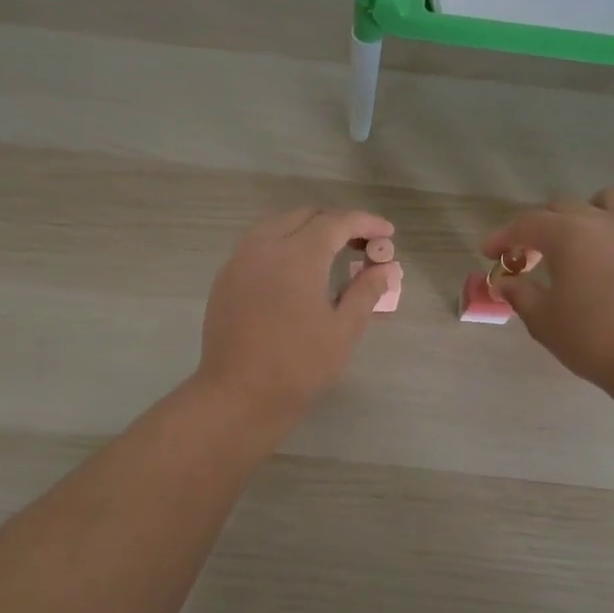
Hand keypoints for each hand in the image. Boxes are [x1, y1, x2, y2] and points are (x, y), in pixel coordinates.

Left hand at [195, 207, 398, 421]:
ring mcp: (240, 261)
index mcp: (298, 254)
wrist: (238, 395)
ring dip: (308, 231)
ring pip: (278, 226)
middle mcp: (265, 246)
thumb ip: (366, 291)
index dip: (366, 223)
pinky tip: (296, 273)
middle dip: (337, 223)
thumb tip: (385, 268)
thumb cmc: (299, 365)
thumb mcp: (344, 329)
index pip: (338, 222)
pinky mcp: (225, 278)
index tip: (387, 233)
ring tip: (331, 254)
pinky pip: (259, 246)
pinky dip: (283, 246)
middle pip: (306, 216)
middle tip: (362, 245)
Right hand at [482, 188, 613, 397]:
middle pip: (564, 206)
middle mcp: (604, 222)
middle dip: (540, 226)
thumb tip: (504, 282)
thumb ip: (520, 294)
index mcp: (568, 236)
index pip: (526, 224)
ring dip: (591, 211)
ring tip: (583, 237)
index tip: (489, 253)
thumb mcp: (544, 321)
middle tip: (529, 257)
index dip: (503, 236)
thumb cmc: (594, 340)